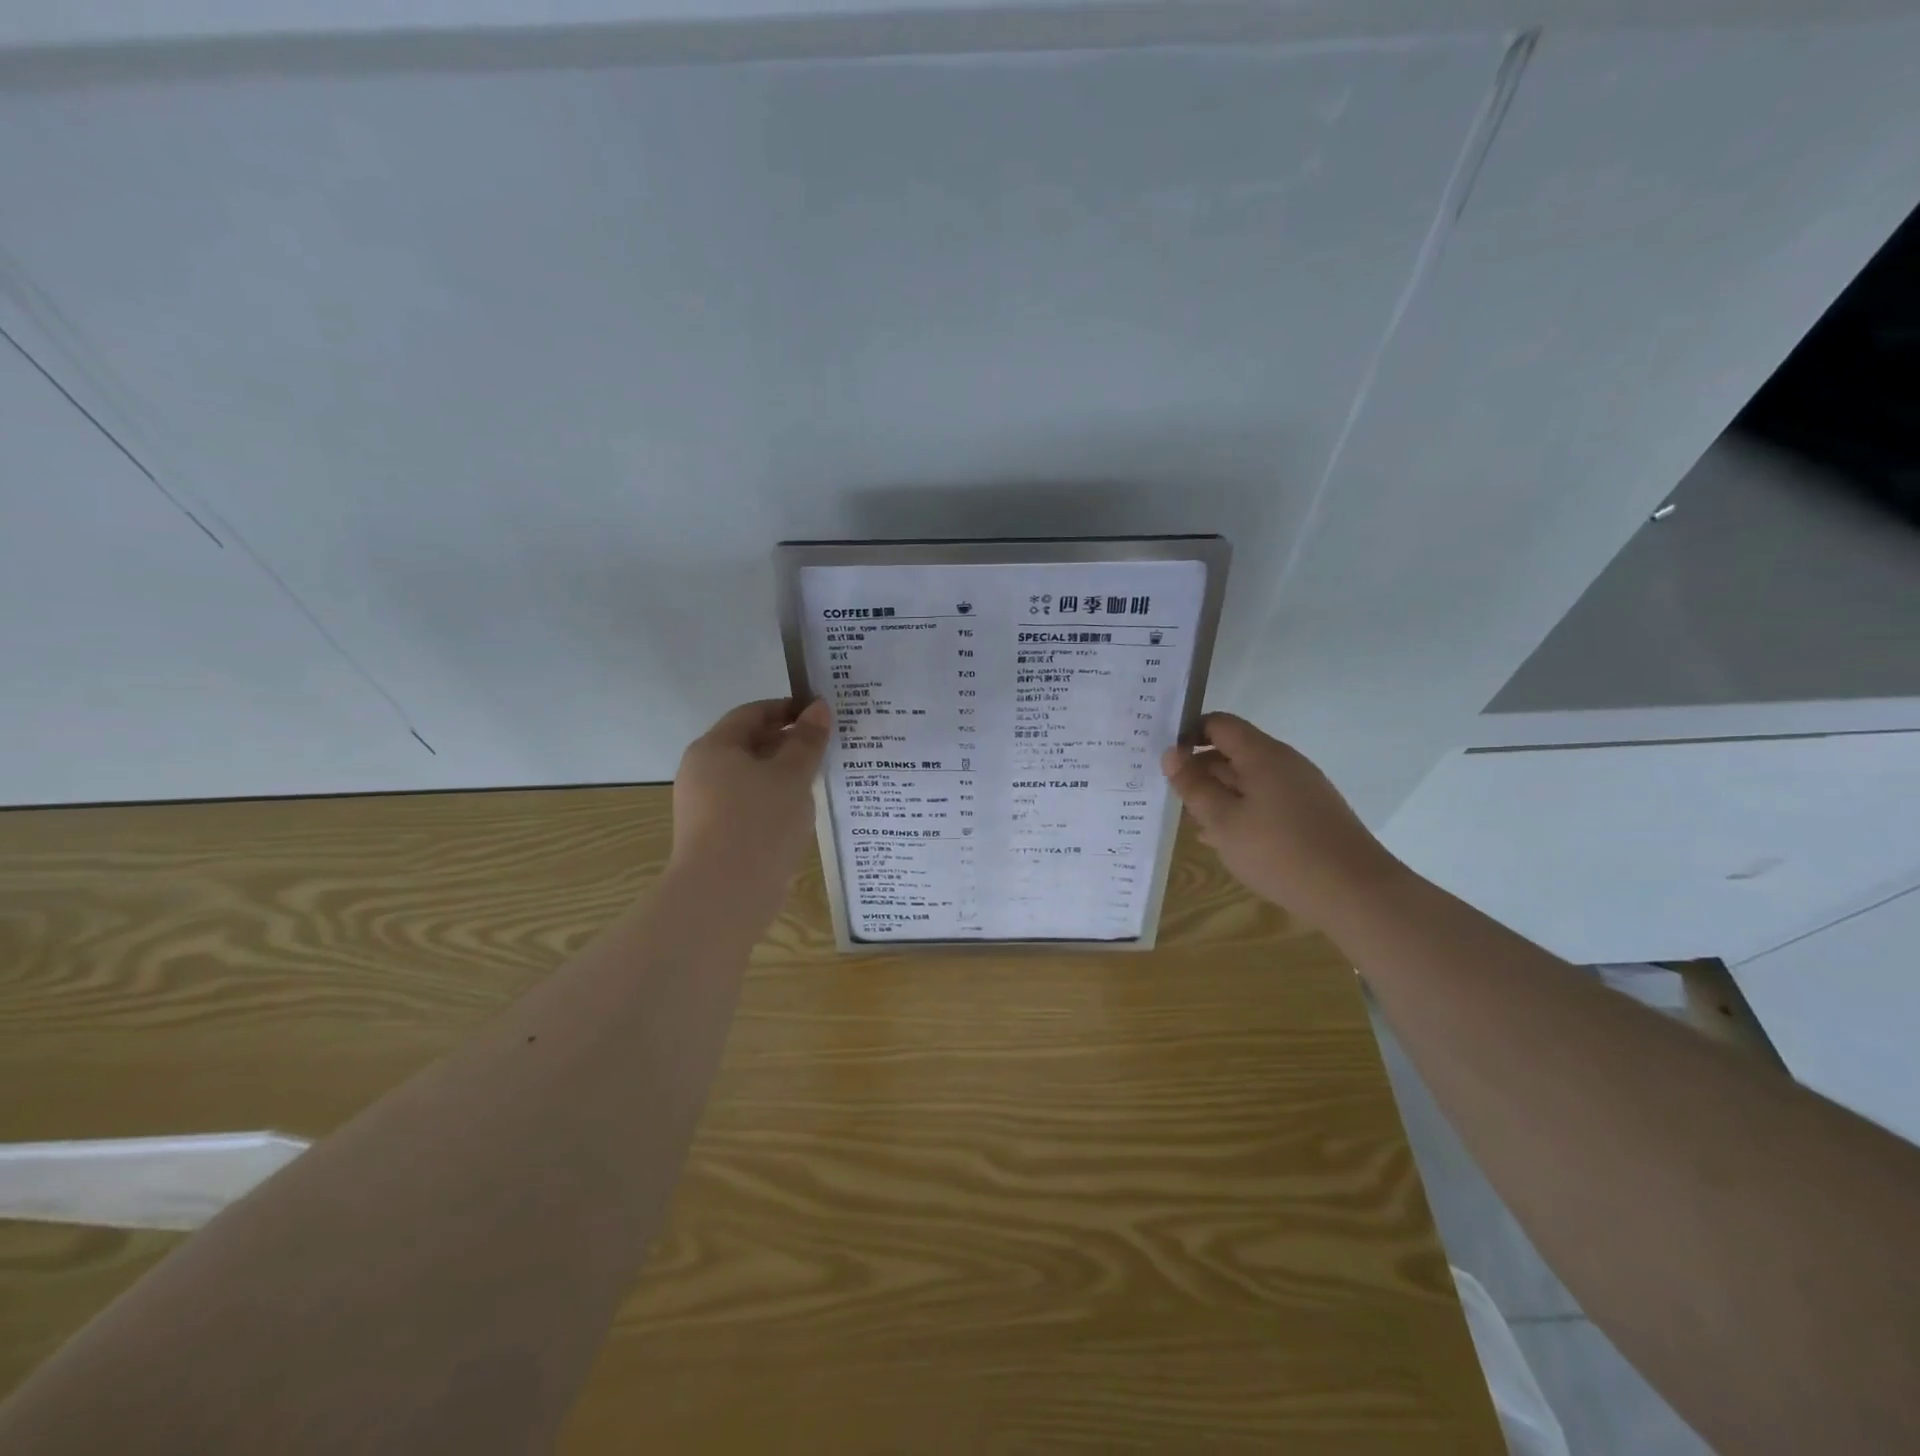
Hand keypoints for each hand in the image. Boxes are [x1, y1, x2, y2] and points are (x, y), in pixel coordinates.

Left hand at [670, 698, 831, 915]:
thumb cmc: (759, 823)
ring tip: (820, 782)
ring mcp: (704, 807)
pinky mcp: (714, 837)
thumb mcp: (792, 776)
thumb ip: (807, 740)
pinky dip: (773, 803)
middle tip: (827, 748)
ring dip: (783, 776)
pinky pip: (748, 807)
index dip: (788, 710)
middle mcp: (702, 772)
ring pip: (750, 779)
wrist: (724, 896)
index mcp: (714, 748)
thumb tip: (819, 707)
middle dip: (788, 744)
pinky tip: (800, 816)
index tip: (821, 716)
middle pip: (749, 745)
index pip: (752, 713)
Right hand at [1161, 713, 1406, 925]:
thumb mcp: (1222, 820)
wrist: (1354, 892)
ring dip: (1218, 795)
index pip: (1218, 724)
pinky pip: (1265, 800)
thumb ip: (1193, 785)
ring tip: (1192, 821)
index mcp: (1262, 754)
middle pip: (1233, 751)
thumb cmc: (1278, 851)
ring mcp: (1300, 788)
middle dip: (1200, 770)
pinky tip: (1225, 840)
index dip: (1188, 734)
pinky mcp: (1310, 813)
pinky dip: (1241, 811)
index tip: (1165, 760)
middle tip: (1170, 796)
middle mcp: (1284, 763)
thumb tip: (1171, 754)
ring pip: (1248, 779)